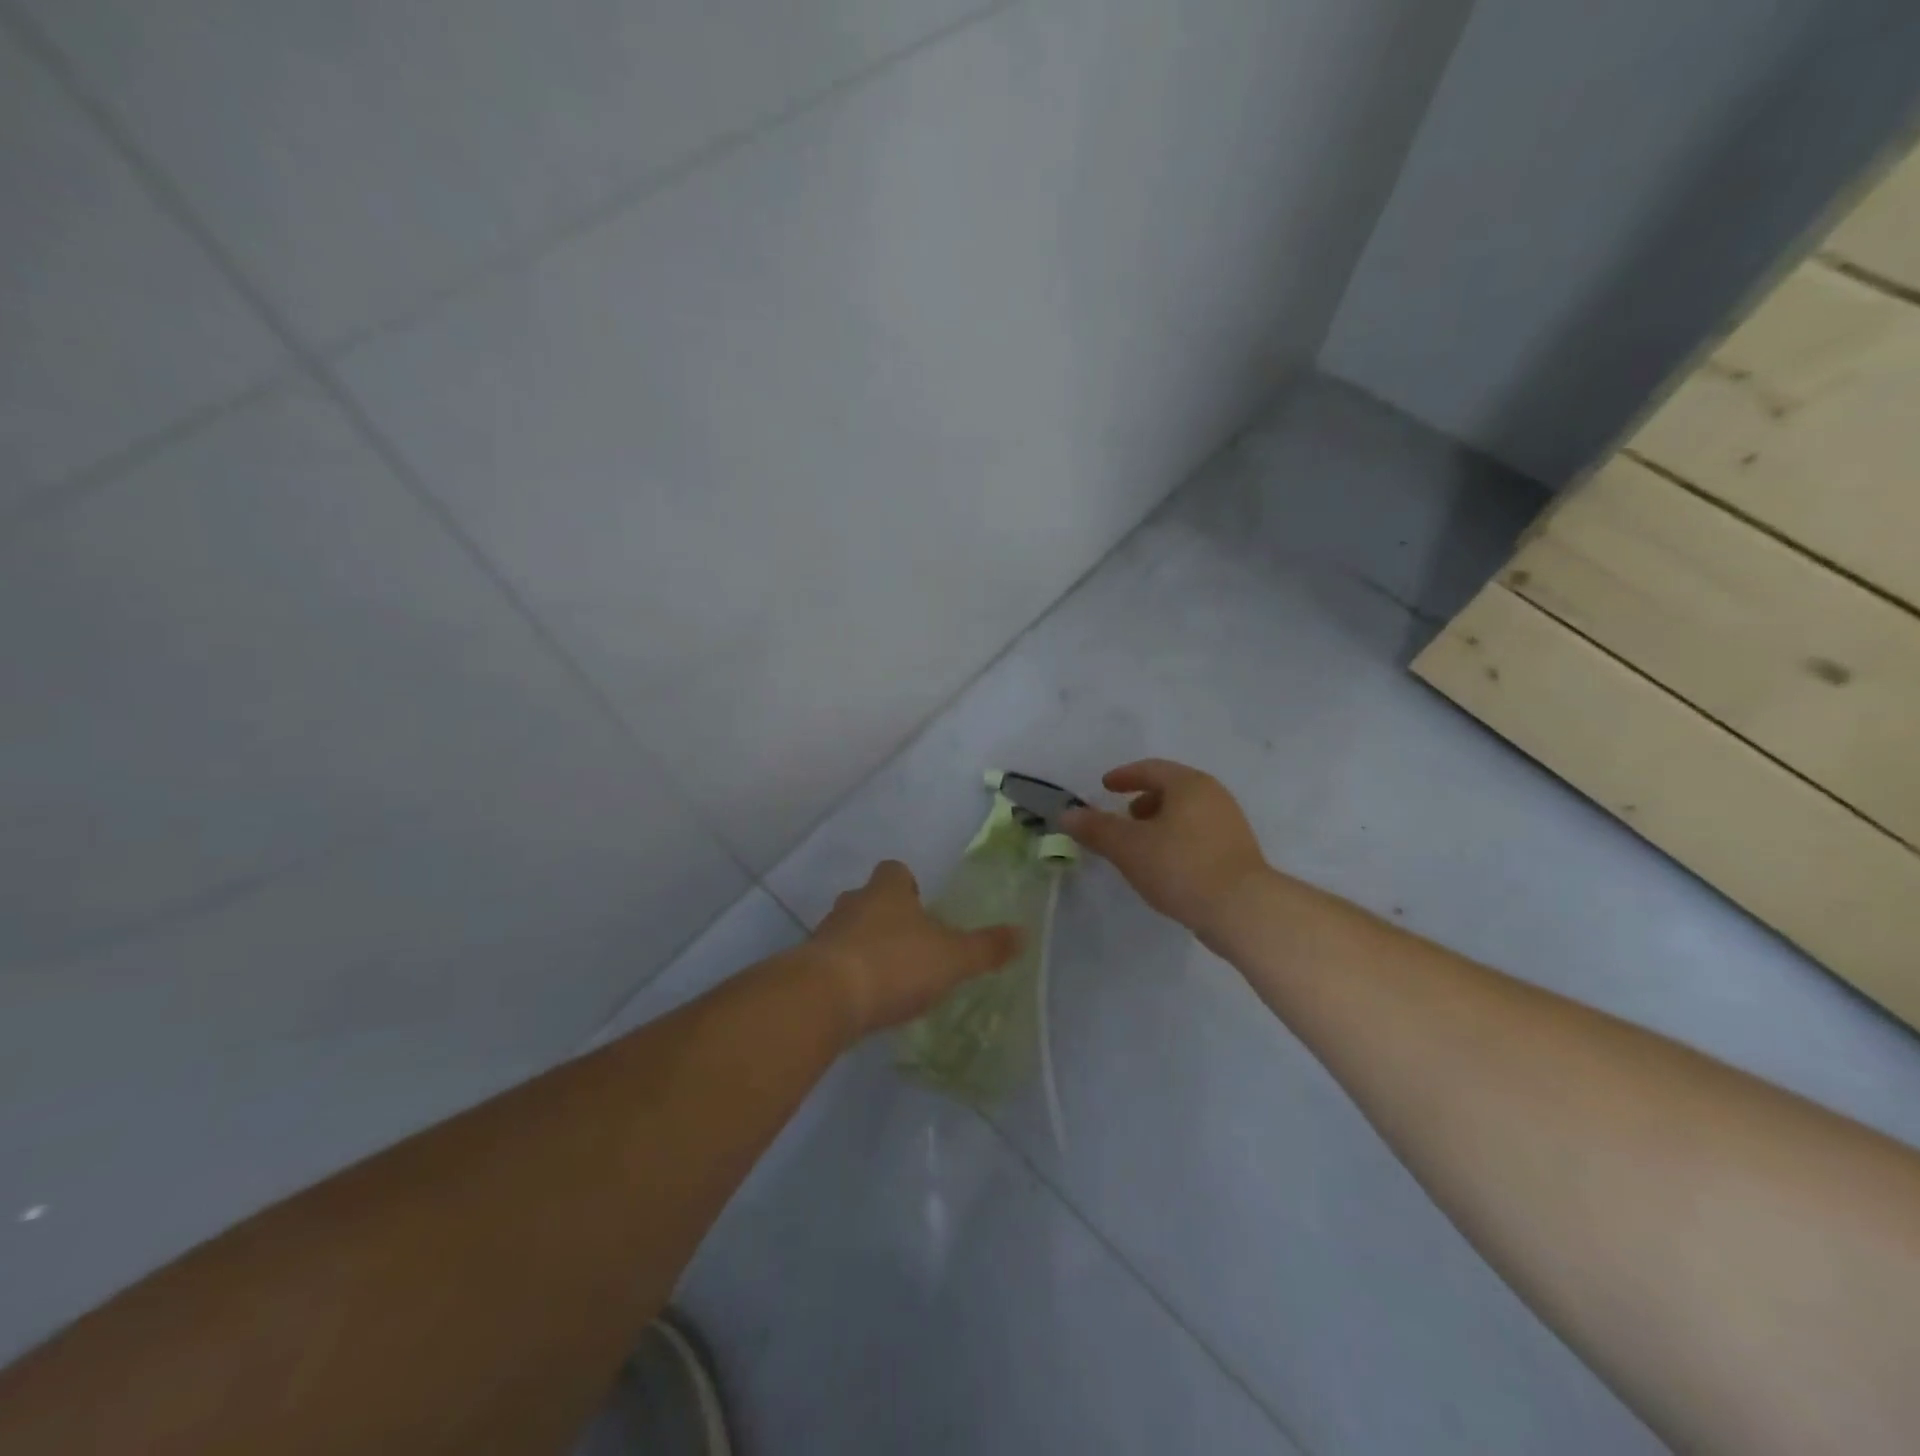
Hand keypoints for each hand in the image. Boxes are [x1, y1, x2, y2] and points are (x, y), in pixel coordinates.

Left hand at [807, 861, 1020, 1036]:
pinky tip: (864, 1001)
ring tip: (888, 977)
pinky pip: (832, 963)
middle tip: (910, 945)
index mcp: (887, 890)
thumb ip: (986, 948)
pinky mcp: (808, 967)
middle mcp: (853, 903)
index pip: (894, 870)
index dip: (907, 884)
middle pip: (869, 900)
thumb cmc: (895, 964)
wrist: (825, 998)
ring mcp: (825, 934)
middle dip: (887, 917)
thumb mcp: (952, 958)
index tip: (921, 906)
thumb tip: (1023, 934)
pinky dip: (847, 975)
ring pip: (849, 931)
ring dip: (865, 947)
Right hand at [1061, 759, 1267, 933]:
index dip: (1124, 776)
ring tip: (1140, 846)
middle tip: (1122, 818)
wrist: (1243, 910)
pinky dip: (1176, 840)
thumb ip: (1095, 828)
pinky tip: (1164, 866)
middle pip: (1172, 789)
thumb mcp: (1128, 847)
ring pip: (1186, 813)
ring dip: (1159, 822)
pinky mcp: (1238, 852)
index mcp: (1189, 784)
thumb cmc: (1180, 867)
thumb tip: (1067, 814)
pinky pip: (1198, 835)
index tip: (1105, 787)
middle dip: (1142, 800)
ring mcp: (1230, 824)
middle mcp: (1214, 796)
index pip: (1151, 769)